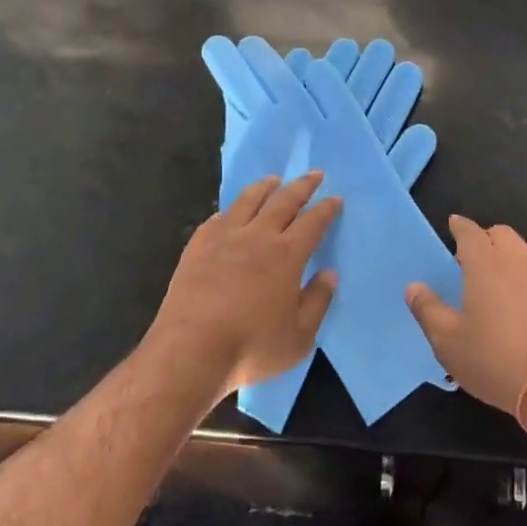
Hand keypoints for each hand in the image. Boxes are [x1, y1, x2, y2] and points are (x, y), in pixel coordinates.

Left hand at [148, 173, 340, 396]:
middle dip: (302, 186)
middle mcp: (257, 236)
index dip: (326, 209)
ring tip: (273, 180)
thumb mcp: (299, 337)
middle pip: (283, 201)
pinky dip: (229, 211)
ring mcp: (224, 238)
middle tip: (314, 174)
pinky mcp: (197, 247)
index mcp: (287, 255)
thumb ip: (317, 302)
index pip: (312, 222)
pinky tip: (229, 212)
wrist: (190, 351)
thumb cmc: (251, 347)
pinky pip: (217, 219)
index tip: (335, 198)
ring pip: (248, 201)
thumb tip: (329, 274)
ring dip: (264, 188)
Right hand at [406, 217, 526, 422]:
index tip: (453, 225)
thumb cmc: (496, 361)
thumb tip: (414, 287)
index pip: (470, 232)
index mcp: (486, 264)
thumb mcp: (448, 342)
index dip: (460, 226)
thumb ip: (428, 310)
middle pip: (501, 234)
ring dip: (511, 253)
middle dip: (485, 238)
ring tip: (501, 275)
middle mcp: (518, 260)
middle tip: (472, 258)